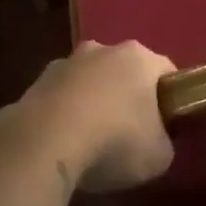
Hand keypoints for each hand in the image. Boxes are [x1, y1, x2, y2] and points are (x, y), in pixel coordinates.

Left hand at [17, 40, 175, 191]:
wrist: (44, 144)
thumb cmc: (113, 141)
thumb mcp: (158, 156)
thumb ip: (164, 143)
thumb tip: (157, 142)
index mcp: (140, 58)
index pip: (166, 72)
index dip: (170, 98)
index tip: (167, 125)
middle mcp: (104, 49)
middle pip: (125, 71)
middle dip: (128, 96)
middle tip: (130, 133)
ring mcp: (66, 63)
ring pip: (89, 81)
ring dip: (93, 102)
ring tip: (91, 141)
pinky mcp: (36, 82)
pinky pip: (60, 98)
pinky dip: (64, 115)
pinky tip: (62, 144)